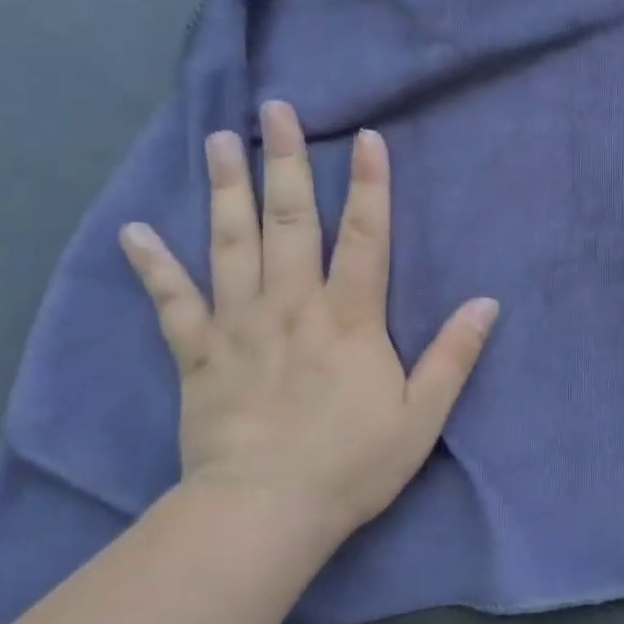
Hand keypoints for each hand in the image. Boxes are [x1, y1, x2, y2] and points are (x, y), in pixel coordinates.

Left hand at [118, 102, 498, 545]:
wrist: (265, 512)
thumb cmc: (352, 463)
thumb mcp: (422, 414)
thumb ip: (454, 355)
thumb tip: (488, 302)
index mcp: (349, 318)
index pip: (365, 237)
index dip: (369, 185)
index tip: (366, 137)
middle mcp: (292, 306)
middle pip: (290, 222)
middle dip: (286, 163)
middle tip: (275, 111)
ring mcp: (239, 326)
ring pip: (231, 244)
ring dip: (226, 190)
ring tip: (219, 141)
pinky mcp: (198, 355)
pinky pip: (172, 303)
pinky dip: (153, 266)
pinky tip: (135, 231)